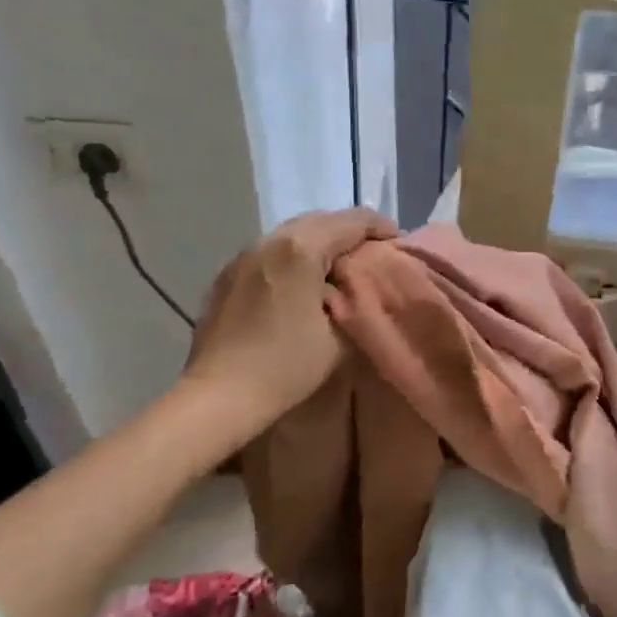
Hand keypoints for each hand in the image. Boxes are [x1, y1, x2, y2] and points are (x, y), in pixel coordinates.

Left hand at [180, 207, 396, 442]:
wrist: (218, 396)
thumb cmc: (286, 366)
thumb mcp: (340, 336)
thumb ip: (355, 300)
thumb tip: (355, 287)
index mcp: (302, 249)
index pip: (353, 221)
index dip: (381, 227)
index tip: (398, 244)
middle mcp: (270, 241)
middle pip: (321, 219)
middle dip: (351, 231)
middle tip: (372, 253)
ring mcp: (244, 256)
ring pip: (293, 232)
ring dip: (321, 242)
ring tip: (339, 267)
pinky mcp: (227, 274)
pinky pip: (271, 251)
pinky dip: (294, 255)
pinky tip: (302, 282)